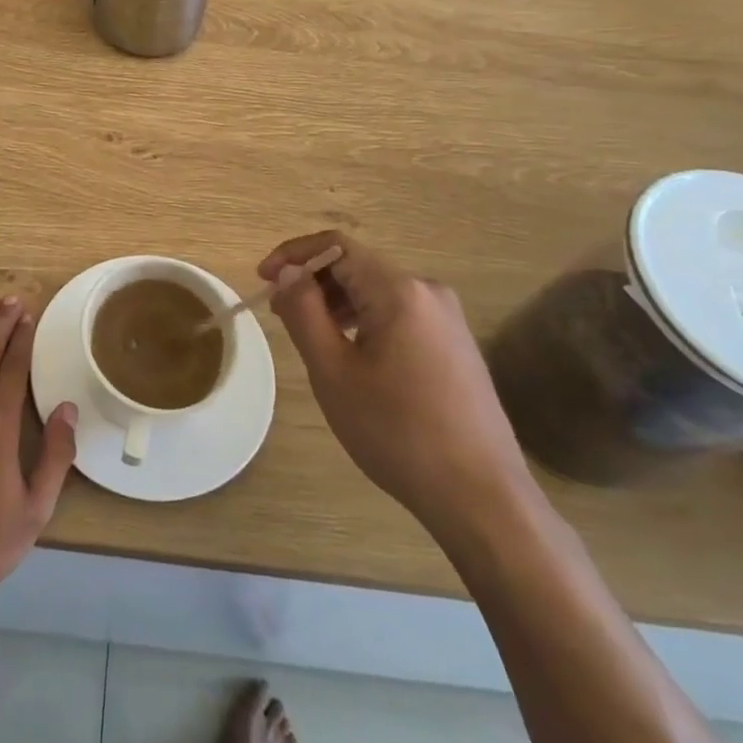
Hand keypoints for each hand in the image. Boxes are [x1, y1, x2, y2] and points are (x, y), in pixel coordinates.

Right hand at [261, 232, 528, 532]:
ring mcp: (447, 318)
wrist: (481, 496)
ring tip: (308, 335)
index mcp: (399, 290)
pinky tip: (351, 353)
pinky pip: (399, 313)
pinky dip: (364, 320)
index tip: (262, 279)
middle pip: (357, 266)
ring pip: (377, 291)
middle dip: (313, 281)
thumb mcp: (333, 371)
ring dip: (337, 302)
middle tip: (279, 314)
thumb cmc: (396, 431)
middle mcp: (428, 291)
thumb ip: (304, 311)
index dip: (293, 254)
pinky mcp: (455, 343)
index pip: (336, 246)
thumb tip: (288, 272)